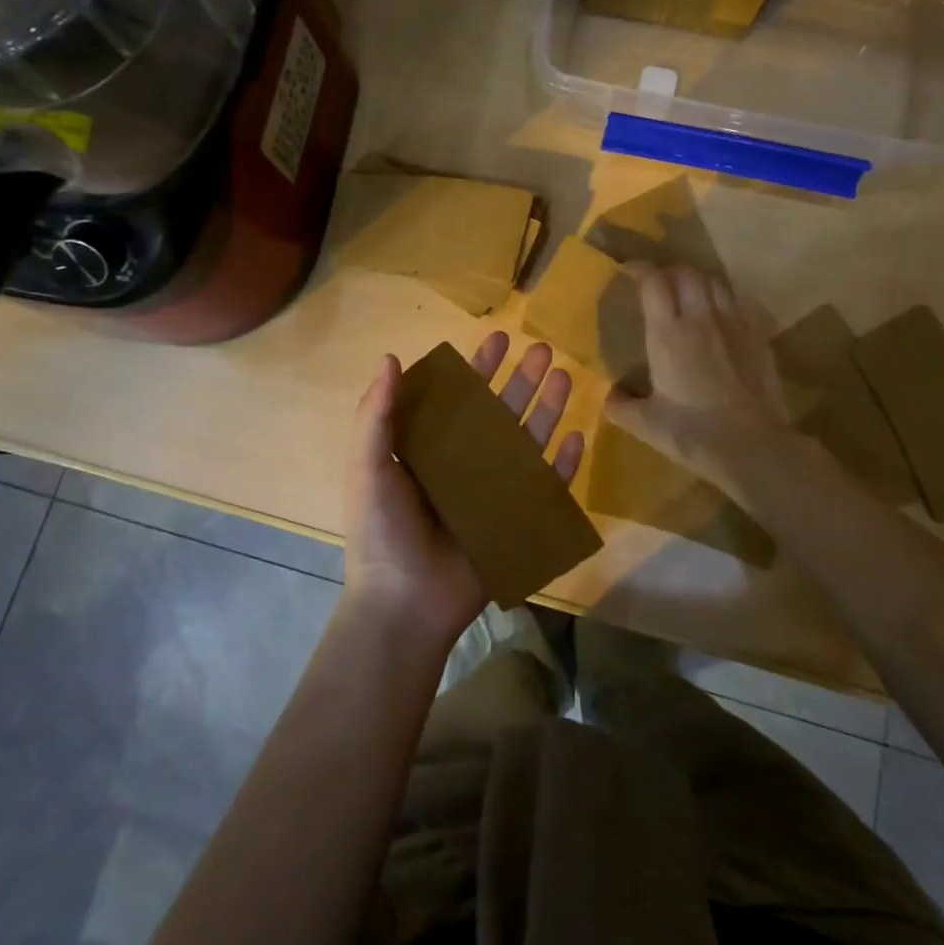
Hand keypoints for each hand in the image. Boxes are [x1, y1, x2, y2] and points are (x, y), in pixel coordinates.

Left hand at [344, 332, 585, 650]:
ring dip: (546, 408)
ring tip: (564, 376)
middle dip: (521, 380)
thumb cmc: (382, 532)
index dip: (479, 368)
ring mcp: (493, 492)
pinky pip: (545, 487)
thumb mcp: (368, 467)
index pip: (460, 397)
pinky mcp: (515, 521)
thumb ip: (376, 414)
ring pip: (526, 441)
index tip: (500, 339)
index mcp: (430, 448)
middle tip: (543, 349)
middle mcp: (465, 463)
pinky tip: (575, 436)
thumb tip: (390, 357)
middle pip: (500, 412)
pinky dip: (561, 464)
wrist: (404, 605)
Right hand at [603, 263, 790, 482]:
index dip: (640, 269)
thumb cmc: (693, 434)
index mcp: (668, 334)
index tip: (629, 270)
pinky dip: (725, 301)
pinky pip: (740, 304)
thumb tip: (609, 397)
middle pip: (686, 274)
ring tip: (690, 296)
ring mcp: (734, 325)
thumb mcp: (645, 425)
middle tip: (659, 285)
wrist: (753, 447)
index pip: (653, 282)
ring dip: (698, 283)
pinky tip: (722, 318)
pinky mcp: (759, 337)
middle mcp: (700, 319)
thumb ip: (621, 407)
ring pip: (715, 283)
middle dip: (669, 272)